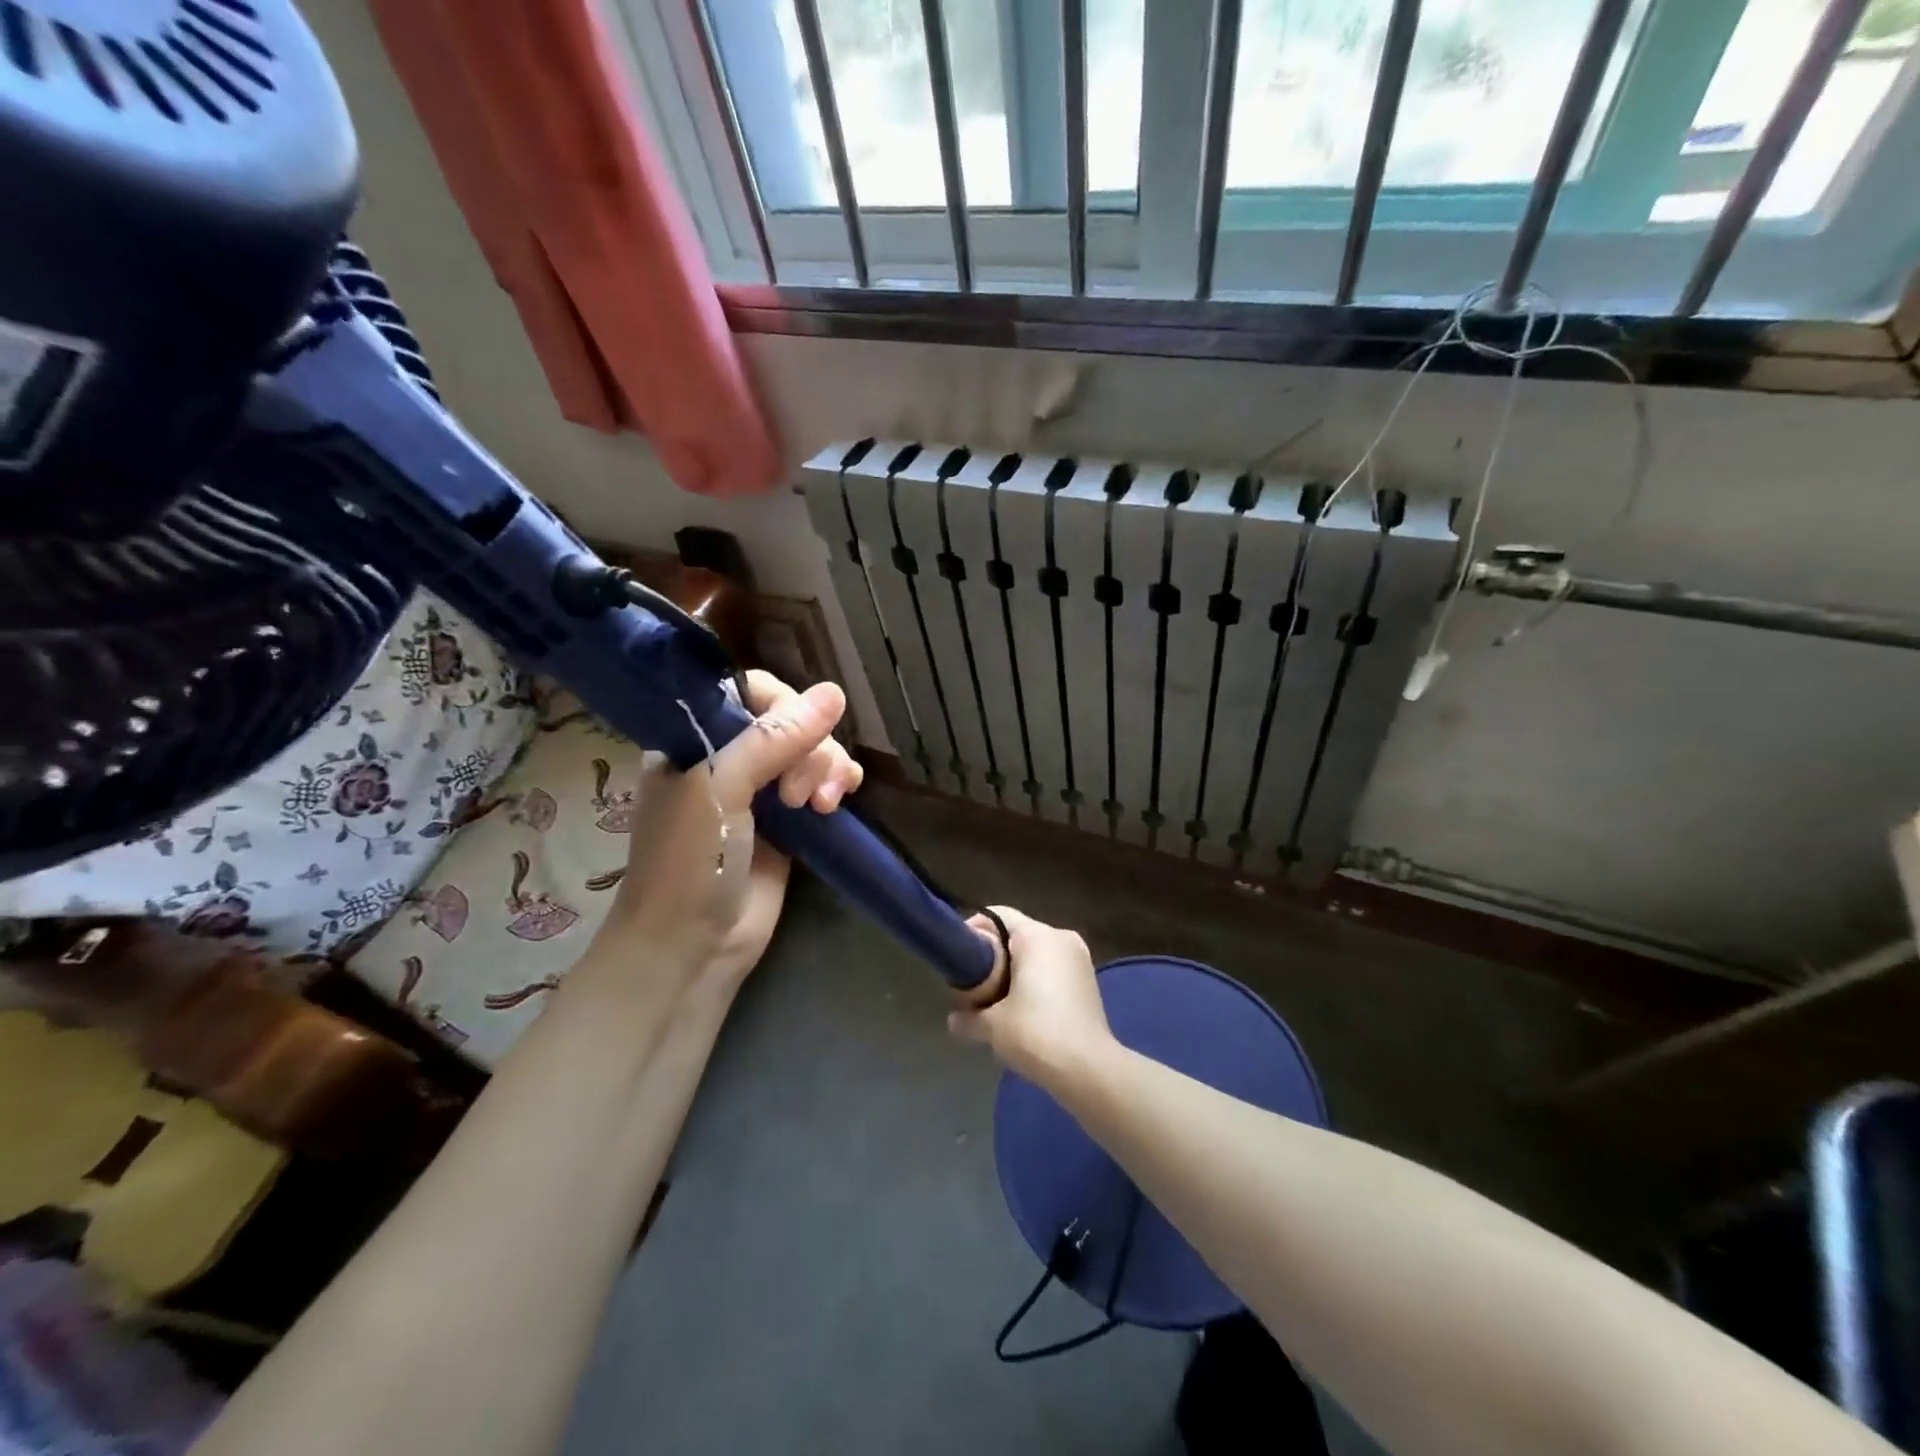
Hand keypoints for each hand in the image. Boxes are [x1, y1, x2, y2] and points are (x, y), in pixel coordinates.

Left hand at [583, 671, 861, 982]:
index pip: (748, 693)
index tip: (793, 737)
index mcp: (695, 738)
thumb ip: (774, 739)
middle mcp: (730, 757)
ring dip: (827, 767)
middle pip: (789, 720)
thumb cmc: (691, 861)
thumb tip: (835, 693)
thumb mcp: (721, 788)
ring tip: (822, 805)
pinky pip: (823, 783)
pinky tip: (841, 799)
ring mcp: (761, 790)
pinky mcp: (790, 821)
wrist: (693, 947)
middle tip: (798, 794)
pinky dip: (838, 783)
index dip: (781, 706)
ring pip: (812, 750)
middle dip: (808, 748)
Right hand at [946, 906, 1113, 1085]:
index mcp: (1037, 936)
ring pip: (1037, 952)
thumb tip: (954, 1020)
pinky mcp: (1088, 979)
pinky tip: (1024, 1008)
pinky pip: (1053, 967)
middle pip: (1017, 933)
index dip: (975, 930)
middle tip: (974, 982)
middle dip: (993, 955)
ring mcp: (1079, 958)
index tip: (960, 958)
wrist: (1089, 1069)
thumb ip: (968, 1017)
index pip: (997, 915)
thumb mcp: (992, 1026)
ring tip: (996, 998)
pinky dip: (1036, 979)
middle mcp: (1060, 937)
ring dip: (1015, 969)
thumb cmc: (1036, 1034)